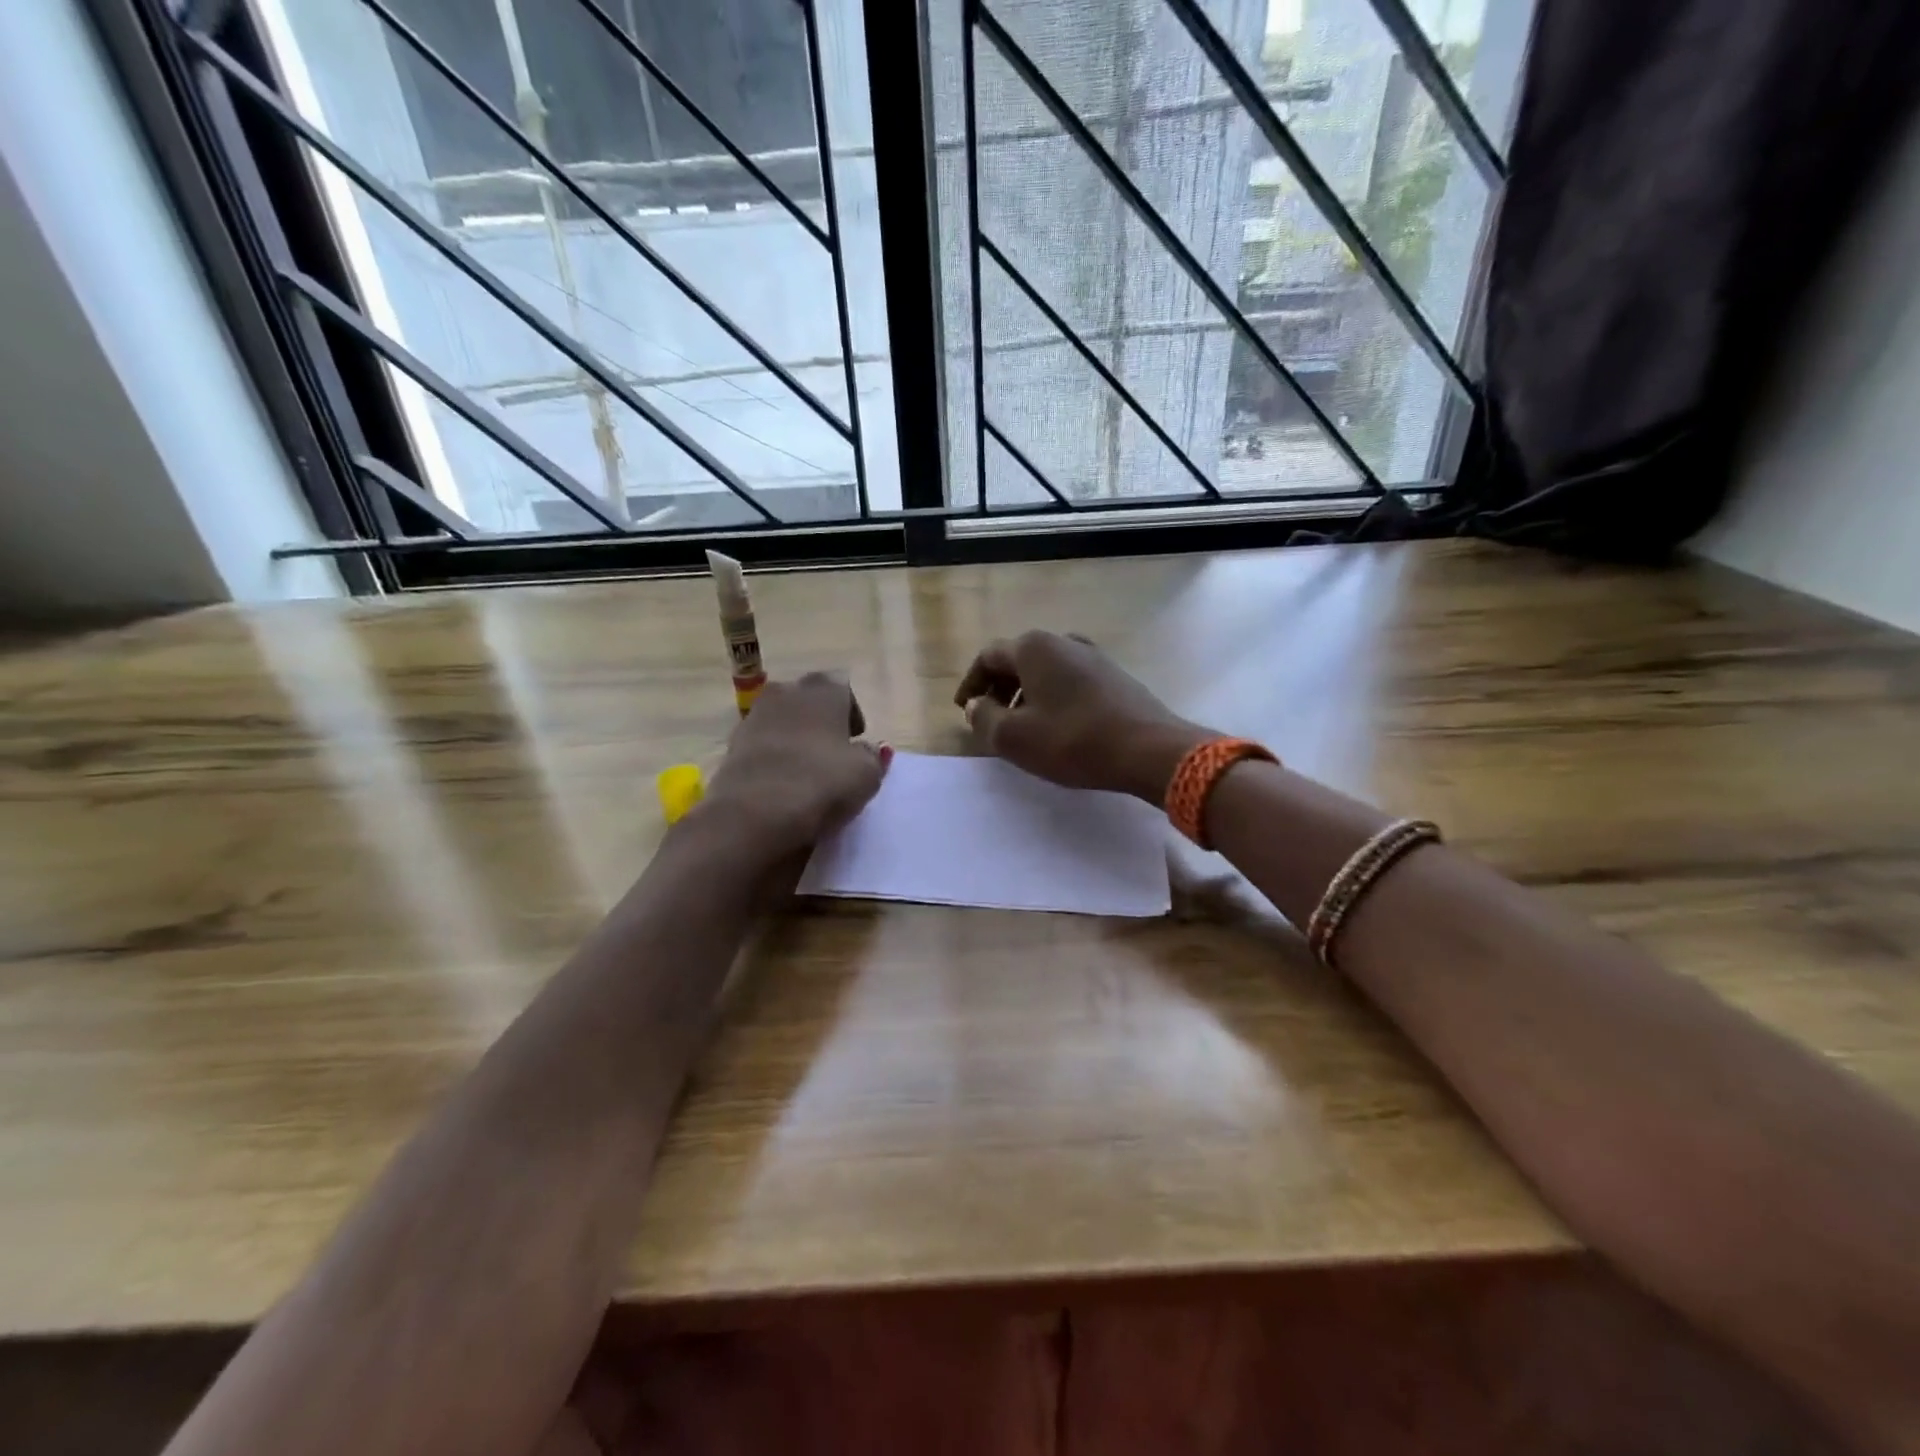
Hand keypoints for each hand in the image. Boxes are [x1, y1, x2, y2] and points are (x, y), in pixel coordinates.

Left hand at [702, 673, 887, 857]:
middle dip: (821, 721)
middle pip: (809, 700)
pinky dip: (773, 757)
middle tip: (833, 753)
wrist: (753, 813)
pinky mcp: (732, 745)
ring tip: (806, 771)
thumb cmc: (821, 782)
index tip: (856, 741)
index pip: (844, 688)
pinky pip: (762, 744)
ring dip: (795, 738)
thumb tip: (868, 750)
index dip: (852, 714)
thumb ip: (872, 756)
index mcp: (823, 689)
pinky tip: (781, 783)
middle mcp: (786, 692)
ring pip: (783, 720)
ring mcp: (754, 716)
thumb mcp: (866, 774)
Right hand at [954, 631, 1213, 801]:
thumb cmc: (1072, 740)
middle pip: (1018, 660)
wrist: (1148, 749)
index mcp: (1034, 647)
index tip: (964, 710)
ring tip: (1022, 727)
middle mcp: (1063, 641)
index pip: (988, 657)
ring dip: (1026, 695)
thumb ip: (985, 719)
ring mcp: (1094, 656)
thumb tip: (977, 706)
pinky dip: (1052, 698)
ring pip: (1046, 671)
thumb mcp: (1014, 737)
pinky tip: (1057, 727)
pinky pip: (1070, 681)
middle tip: (989, 719)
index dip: (971, 684)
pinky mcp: (1114, 676)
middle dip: (998, 689)